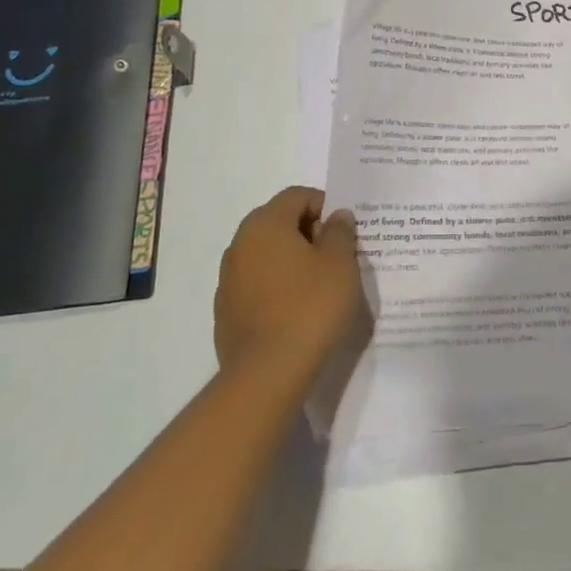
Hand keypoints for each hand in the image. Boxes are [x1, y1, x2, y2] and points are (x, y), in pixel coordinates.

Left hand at [214, 187, 362, 380]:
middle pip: (279, 223)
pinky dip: (278, 287)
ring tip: (319, 286)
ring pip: (267, 255)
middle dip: (309, 233)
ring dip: (292, 261)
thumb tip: (336, 216)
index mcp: (265, 223)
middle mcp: (240, 244)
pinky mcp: (225, 312)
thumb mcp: (340, 263)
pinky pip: (258, 285)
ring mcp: (228, 280)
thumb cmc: (309, 306)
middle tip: (337, 257)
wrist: (267, 374)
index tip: (344, 232)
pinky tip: (297, 311)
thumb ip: (340, 232)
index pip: (297, 196)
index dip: (325, 206)